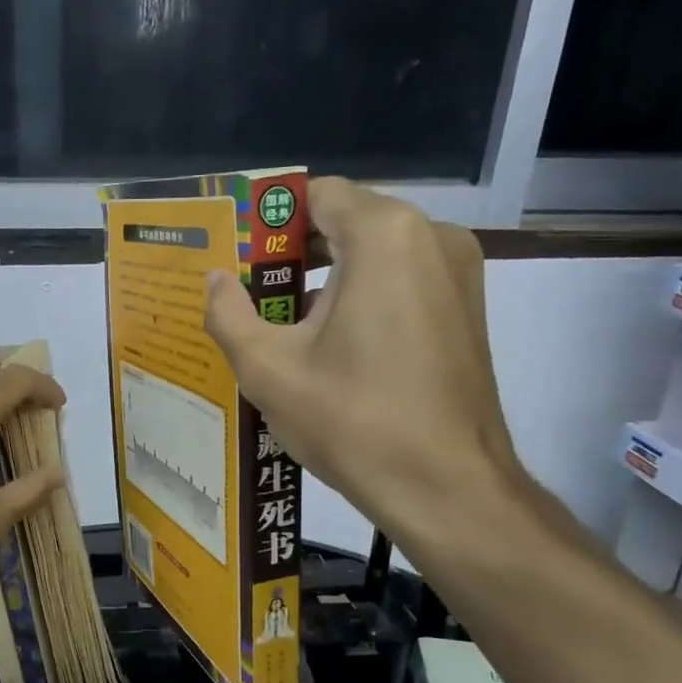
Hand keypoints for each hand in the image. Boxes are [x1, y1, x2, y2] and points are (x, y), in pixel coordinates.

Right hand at [203, 177, 524, 543]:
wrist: (446, 487)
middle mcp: (431, 237)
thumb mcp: (269, 369)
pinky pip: (402, 282)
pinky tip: (330, 347)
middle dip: (294, 253)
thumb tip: (216, 280)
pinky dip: (362, 298)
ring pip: (376, 254)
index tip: (237, 256)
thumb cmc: (353, 420)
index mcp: (385, 235)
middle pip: (347, 221)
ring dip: (327, 279)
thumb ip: (229, 315)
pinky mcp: (466, 310)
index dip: (269, 220)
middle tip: (249, 294)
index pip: (316, 195)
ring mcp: (458, 274)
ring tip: (282, 326)